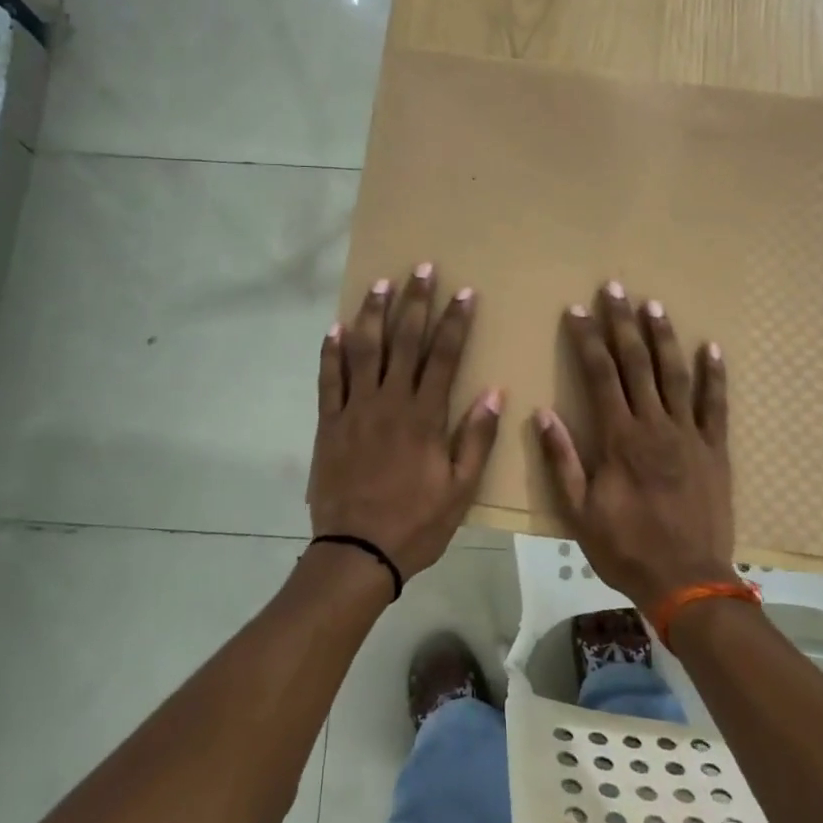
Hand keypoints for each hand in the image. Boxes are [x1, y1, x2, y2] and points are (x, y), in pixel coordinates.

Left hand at [310, 264, 502, 582]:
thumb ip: (477, 438)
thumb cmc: (416, 523)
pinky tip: (335, 328)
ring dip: (373, 314)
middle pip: (404, 341)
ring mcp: (355, 410)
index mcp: (424, 417)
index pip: (444, 356)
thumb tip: (493, 392)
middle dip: (415, 302)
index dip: (455, 322)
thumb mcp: (461, 488)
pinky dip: (331, 353)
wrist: (357, 553)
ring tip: (381, 284)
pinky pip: (329, 380)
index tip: (464, 292)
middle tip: (422, 269)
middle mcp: (389, 402)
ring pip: (364, 351)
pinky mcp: (329, 424)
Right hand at [535, 283, 737, 611]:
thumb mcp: (579, 511)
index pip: (600, 375)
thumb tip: (543, 413)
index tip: (578, 309)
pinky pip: (715, 405)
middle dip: (623, 323)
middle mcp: (654, 425)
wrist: (687, 580)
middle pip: (636, 363)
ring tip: (654, 305)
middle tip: (616, 288)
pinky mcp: (715, 449)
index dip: (587, 339)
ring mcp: (689, 434)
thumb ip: (562, 460)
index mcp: (619, 438)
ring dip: (663, 337)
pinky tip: (711, 348)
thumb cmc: (626, 547)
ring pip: (675, 374)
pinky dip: (714, 376)